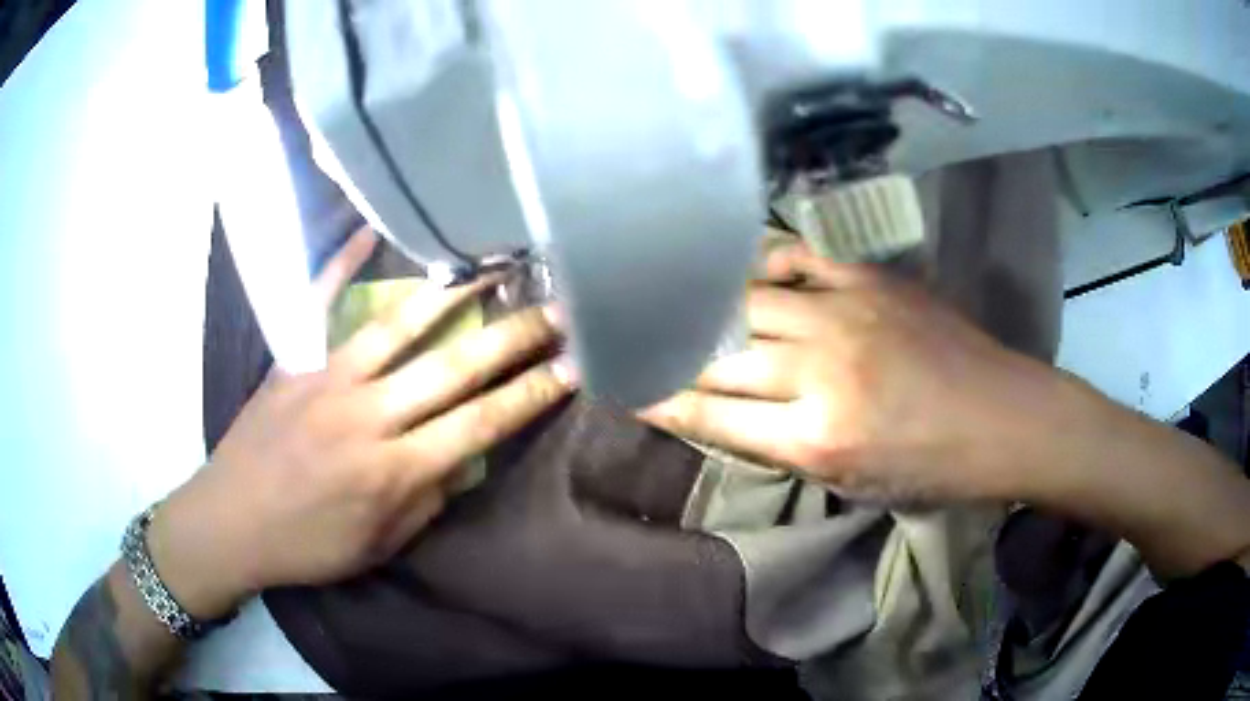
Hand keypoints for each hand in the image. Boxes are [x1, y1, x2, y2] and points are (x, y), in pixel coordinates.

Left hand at [148, 229, 574, 618]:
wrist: (230, 522)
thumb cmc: (307, 546)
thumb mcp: (378, 546)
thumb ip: (424, 500)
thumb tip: (459, 458)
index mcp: (392, 471)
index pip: (479, 426)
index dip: (530, 396)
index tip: (572, 367)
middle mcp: (367, 416)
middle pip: (452, 369)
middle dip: (513, 339)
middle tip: (557, 310)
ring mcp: (326, 379)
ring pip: (397, 327)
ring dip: (451, 294)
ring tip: (492, 266)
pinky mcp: (292, 361)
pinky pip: (318, 304)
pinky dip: (340, 264)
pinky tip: (366, 232)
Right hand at [640, 239, 1062, 503]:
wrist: (1002, 418)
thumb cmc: (931, 468)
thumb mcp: (851, 485)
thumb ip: (783, 447)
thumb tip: (727, 414)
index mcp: (814, 439)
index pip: (707, 415)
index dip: (655, 399)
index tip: (618, 384)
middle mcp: (818, 372)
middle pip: (717, 357)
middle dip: (665, 352)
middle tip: (631, 337)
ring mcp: (844, 316)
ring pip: (745, 304)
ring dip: (703, 307)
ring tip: (672, 299)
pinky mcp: (869, 281)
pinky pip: (796, 259)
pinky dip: (761, 265)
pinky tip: (742, 271)